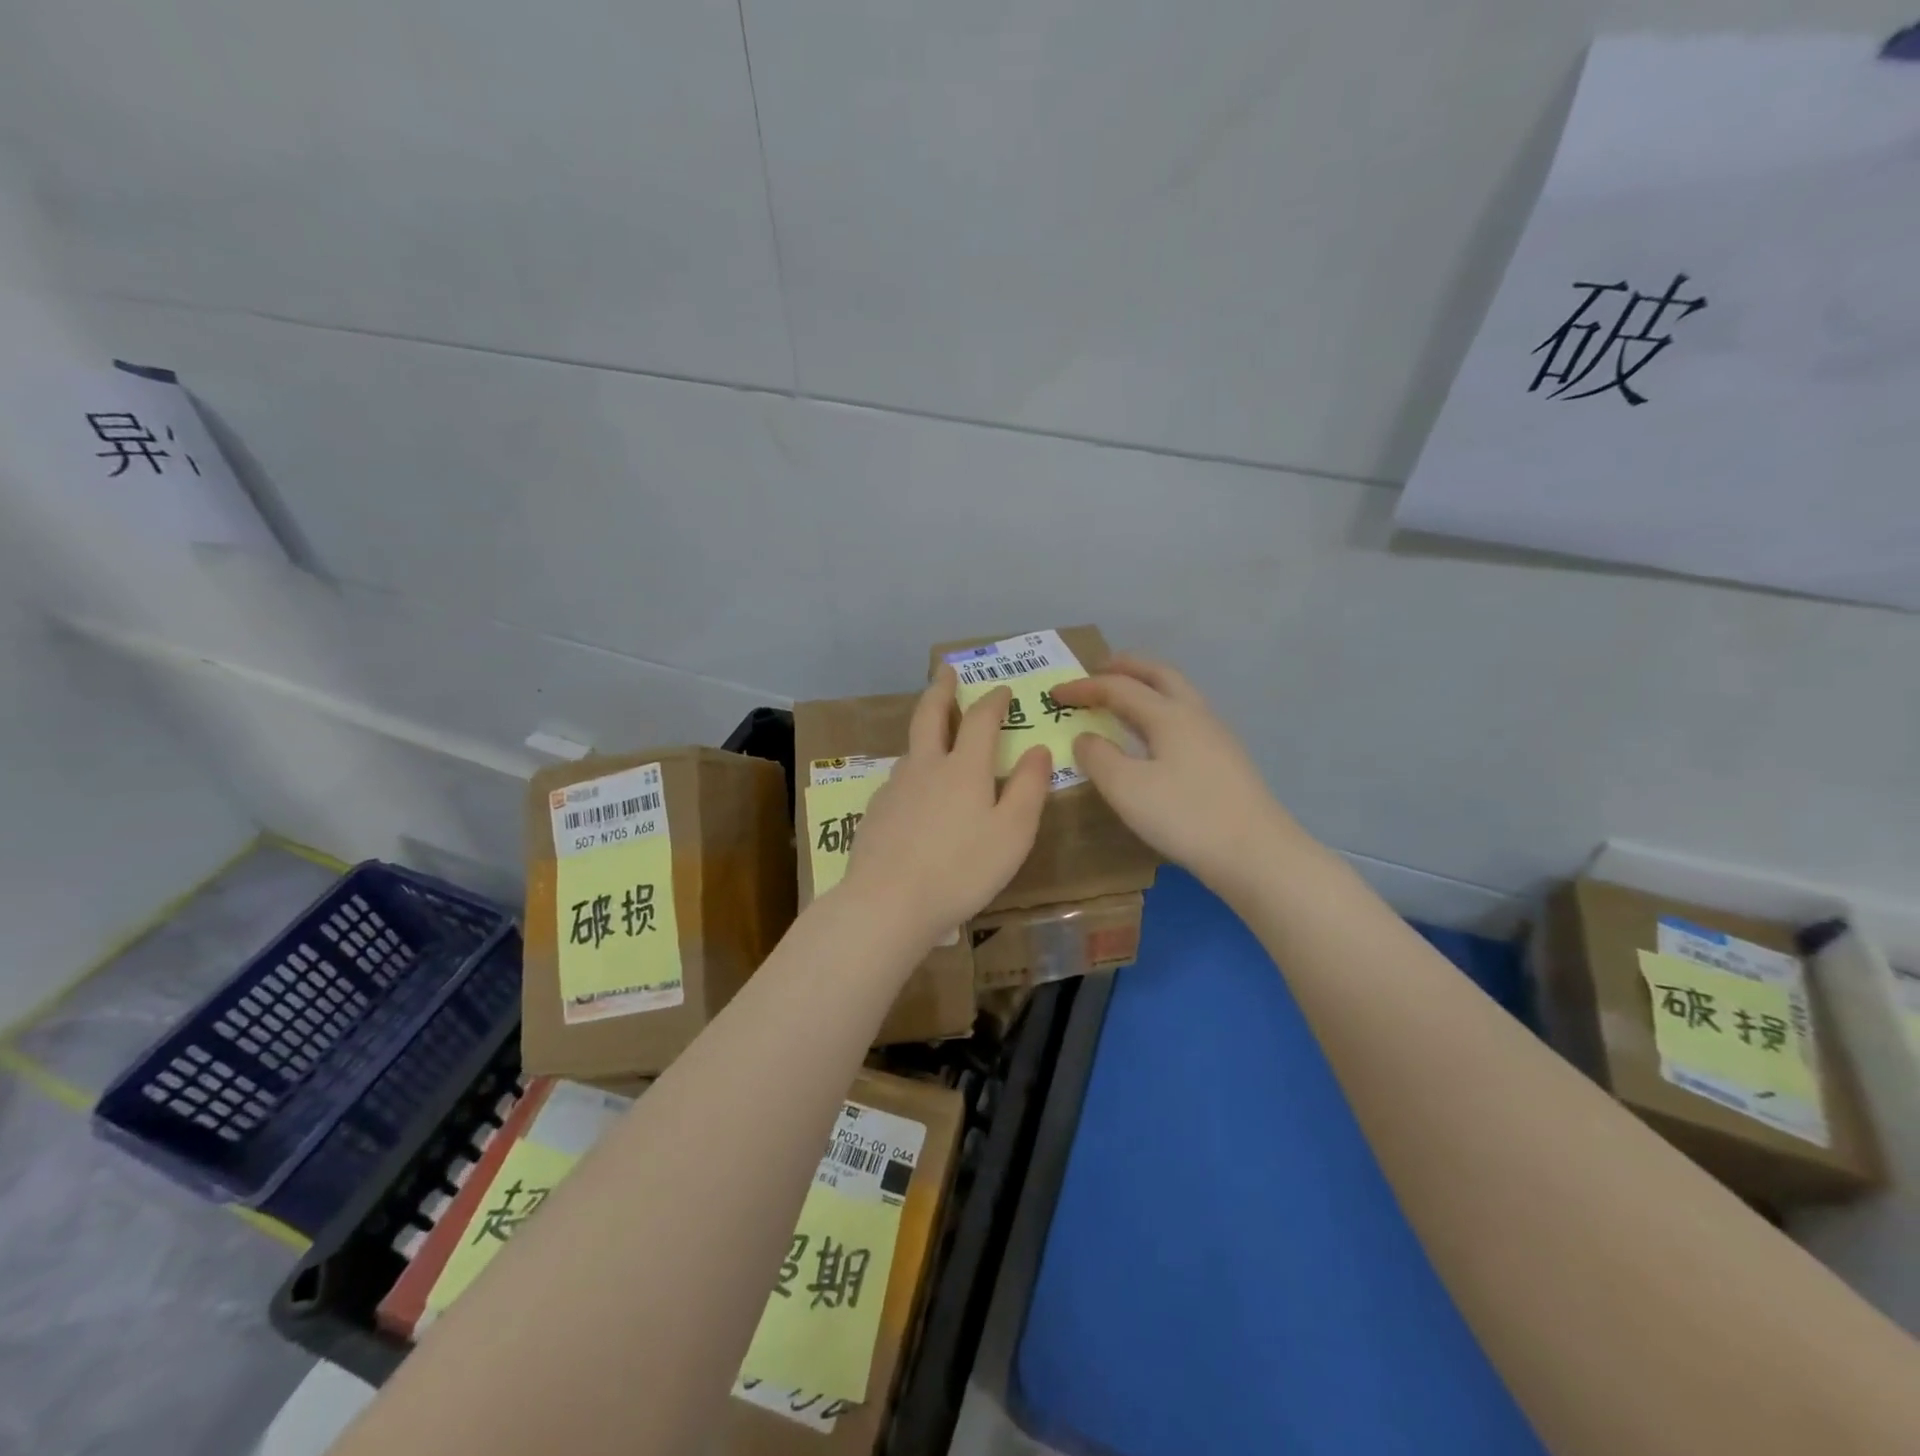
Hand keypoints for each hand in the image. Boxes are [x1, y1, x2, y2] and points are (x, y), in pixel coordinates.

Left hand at [840, 666, 1051, 946]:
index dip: (994, 700)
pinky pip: (899, 779)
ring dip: (926, 731)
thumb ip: (1028, 788)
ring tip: (936, 734)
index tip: (1002, 689)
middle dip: (941, 688)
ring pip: (912, 748)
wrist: (888, 903)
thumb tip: (1039, 750)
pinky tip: (916, 793)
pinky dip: (913, 771)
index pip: (980, 719)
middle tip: (946, 670)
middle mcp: (925, 766)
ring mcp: (894, 787)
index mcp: (963, 767)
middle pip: (930, 715)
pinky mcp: (876, 812)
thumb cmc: (962, 869)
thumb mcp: (1013, 833)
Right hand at [1047, 655, 1301, 889]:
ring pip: (1178, 695)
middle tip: (1099, 669)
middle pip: (1159, 675)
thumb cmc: (1185, 816)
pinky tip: (1154, 739)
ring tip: (1123, 699)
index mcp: (1169, 715)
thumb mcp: (1126, 789)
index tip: (1054, 693)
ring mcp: (1216, 737)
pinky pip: (1185, 719)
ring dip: (1147, 687)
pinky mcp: (1226, 761)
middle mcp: (1195, 715)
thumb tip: (1085, 738)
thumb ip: (1098, 758)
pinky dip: (1160, 712)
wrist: (1257, 854)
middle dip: (1126, 667)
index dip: (1084, 687)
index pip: (1119, 687)